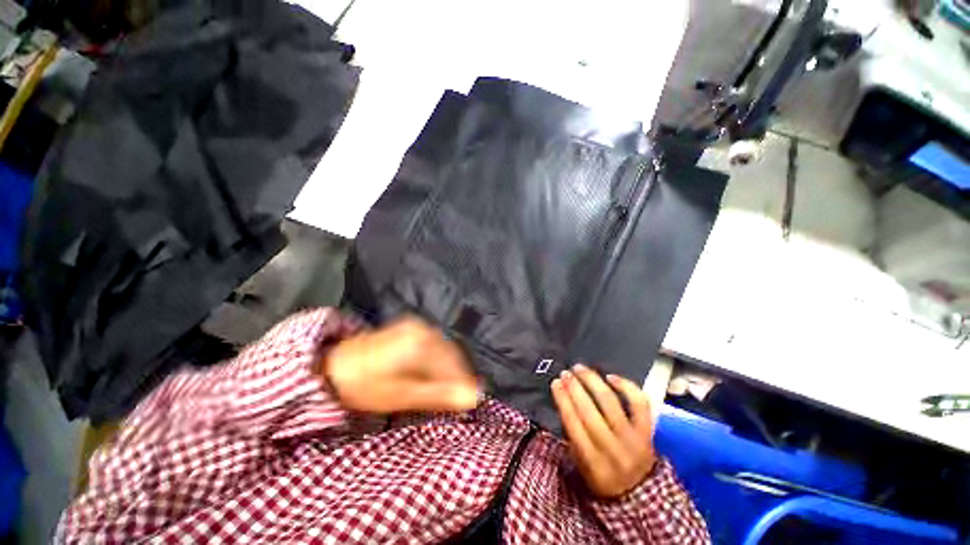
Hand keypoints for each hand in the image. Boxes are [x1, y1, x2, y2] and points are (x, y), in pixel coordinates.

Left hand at [322, 317, 478, 413]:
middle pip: (452, 355)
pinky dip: (439, 361)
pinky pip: (436, 344)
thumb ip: (439, 394)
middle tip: (457, 399)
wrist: (334, 366)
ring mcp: (418, 325)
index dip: (463, 383)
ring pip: (445, 350)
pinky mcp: (413, 327)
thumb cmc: (366, 385)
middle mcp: (424, 328)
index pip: (454, 364)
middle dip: (456, 376)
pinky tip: (434, 374)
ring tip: (446, 389)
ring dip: (448, 369)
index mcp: (422, 342)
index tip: (470, 402)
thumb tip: (473, 396)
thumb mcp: (401, 395)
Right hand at [552, 364, 656, 498]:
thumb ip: (572, 436)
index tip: (555, 383)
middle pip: (589, 412)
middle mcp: (613, 450)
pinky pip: (639, 404)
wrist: (640, 493)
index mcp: (593, 463)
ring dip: (592, 381)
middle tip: (565, 373)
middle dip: (574, 387)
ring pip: (610, 403)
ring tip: (580, 369)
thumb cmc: (603, 476)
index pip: (574, 425)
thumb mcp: (581, 466)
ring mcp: (633, 439)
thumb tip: (564, 399)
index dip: (563, 400)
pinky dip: (626, 386)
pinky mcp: (648, 431)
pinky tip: (610, 377)